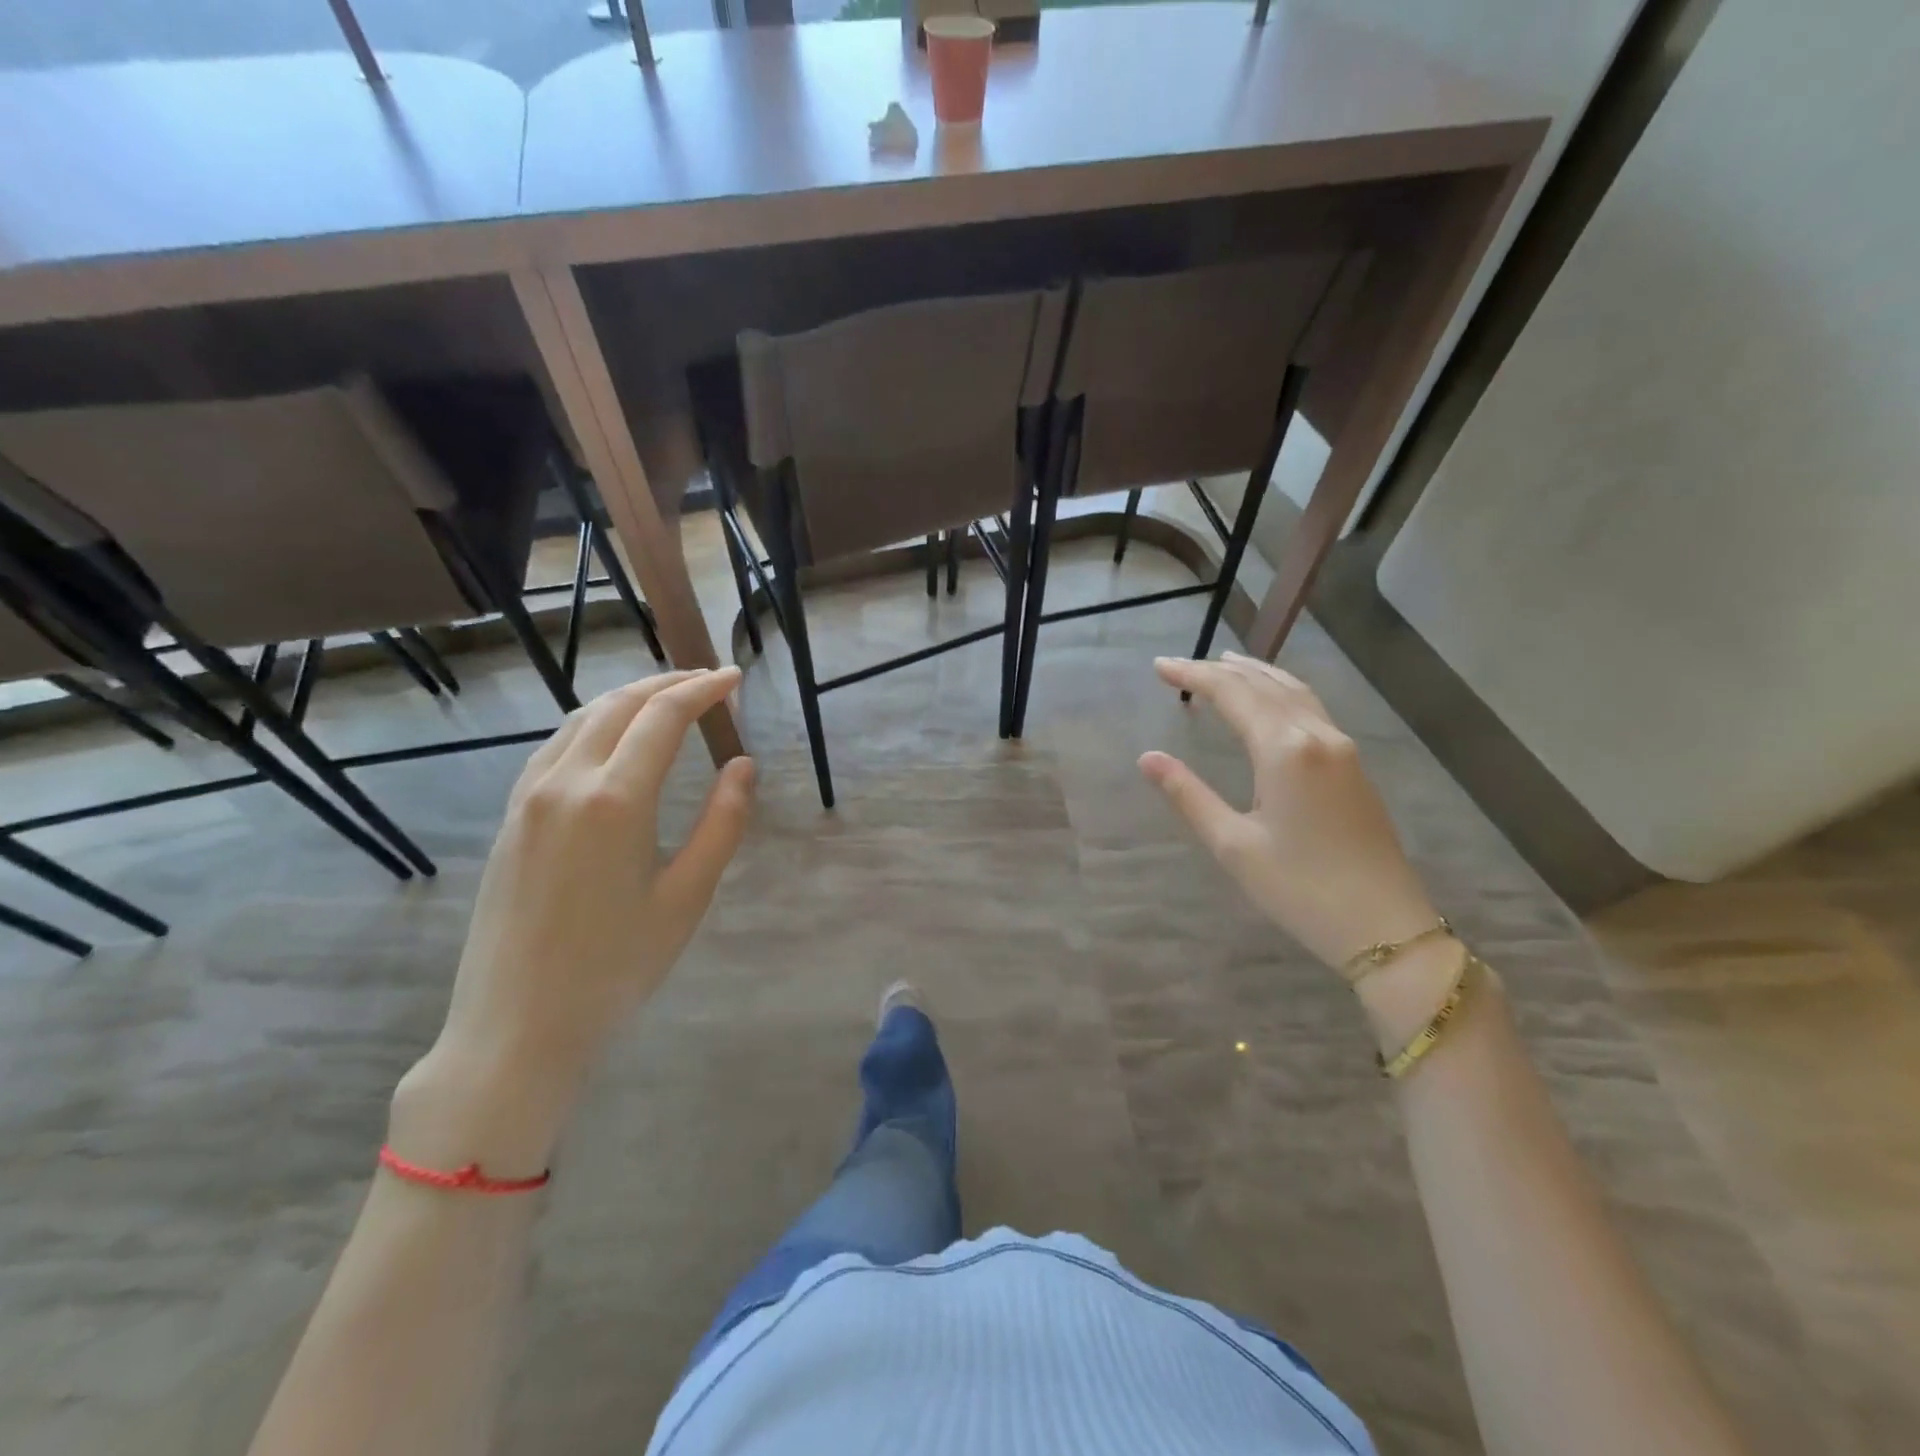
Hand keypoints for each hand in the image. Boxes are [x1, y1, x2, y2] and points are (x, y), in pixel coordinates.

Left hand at [392, 669, 753, 1171]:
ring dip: (629, 699)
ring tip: (667, 700)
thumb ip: (722, 822)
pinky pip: (556, 746)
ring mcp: (529, 797)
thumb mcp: (687, 896)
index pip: (664, 716)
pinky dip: (594, 724)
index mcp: (615, 799)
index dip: (703, 689)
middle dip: (668, 683)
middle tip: (708, 682)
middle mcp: (566, 781)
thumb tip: (742, 765)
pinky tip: (612, 741)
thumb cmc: (616, 966)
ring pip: (582, 720)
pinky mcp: (512, 817)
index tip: (734, 677)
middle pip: (620, 705)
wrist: (517, 1025)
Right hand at [1139, 653, 1438, 970]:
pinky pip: (1310, 708)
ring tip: (1225, 663)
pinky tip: (1269, 701)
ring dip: (1255, 674)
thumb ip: (1188, 795)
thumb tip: (1148, 758)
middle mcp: (1316, 735)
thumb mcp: (1233, 845)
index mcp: (1285, 750)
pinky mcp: (1352, 766)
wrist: (1385, 927)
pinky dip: (1279, 692)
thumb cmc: (1300, 889)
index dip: (1193, 676)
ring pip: (1293, 692)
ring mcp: (1341, 748)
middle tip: (1178, 666)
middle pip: (1263, 685)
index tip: (1158, 667)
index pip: (1232, 694)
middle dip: (1219, 671)